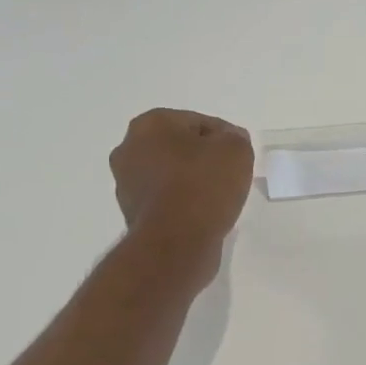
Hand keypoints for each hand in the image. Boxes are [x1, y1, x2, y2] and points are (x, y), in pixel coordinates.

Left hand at [109, 109, 253, 280]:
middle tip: (230, 175)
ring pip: (170, 175)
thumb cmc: (203, 185)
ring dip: (191, 182)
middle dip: (202, 158)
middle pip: (179, 148)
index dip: (224, 137)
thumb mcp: (236, 150)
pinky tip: (202, 215)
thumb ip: (235, 138)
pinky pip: (166, 201)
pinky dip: (182, 204)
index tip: (239, 156)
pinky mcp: (132, 214)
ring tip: (217, 198)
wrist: (176, 242)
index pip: (198, 122)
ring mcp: (126, 184)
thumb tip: (229, 141)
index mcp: (149, 124)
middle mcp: (129, 149)